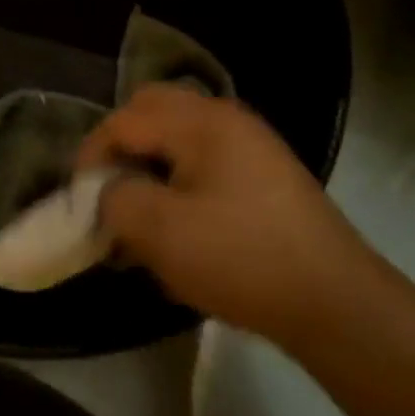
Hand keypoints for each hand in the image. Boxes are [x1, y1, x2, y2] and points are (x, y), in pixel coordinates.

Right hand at [76, 85, 369, 340]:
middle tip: (108, 191)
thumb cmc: (240, 257)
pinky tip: (179, 227)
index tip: (79, 199)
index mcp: (201, 122)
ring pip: (179, 138)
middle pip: (153, 112)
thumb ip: (115, 199)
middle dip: (121, 148)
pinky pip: (206, 162)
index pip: (125, 120)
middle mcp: (227, 119)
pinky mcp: (266, 177)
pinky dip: (179, 182)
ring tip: (140, 215)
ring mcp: (252, 146)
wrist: (335, 303)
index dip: (92, 155)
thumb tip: (107, 192)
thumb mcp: (160, 231)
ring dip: (150, 166)